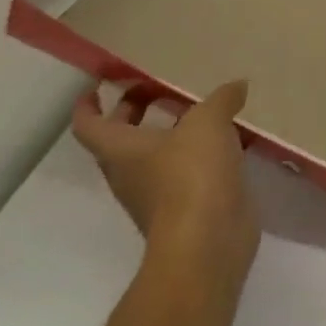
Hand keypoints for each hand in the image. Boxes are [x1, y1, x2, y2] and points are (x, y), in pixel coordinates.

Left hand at [71, 80, 258, 283]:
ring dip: (168, 133)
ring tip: (198, 111)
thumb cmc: (191, 174)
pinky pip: (185, 172)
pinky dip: (197, 153)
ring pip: (154, 156)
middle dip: (133, 113)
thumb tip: (236, 86)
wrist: (207, 240)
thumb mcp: (208, 122)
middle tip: (156, 90)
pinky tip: (226, 141)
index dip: (89, 105)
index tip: (97, 86)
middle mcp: (130, 172)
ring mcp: (156, 194)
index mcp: (121, 150)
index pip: (89, 125)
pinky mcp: (185, 207)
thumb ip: (221, 99)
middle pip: (120, 140)